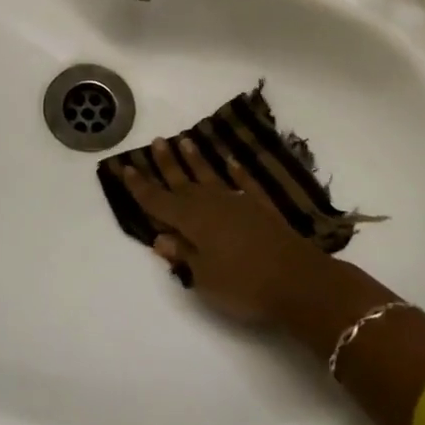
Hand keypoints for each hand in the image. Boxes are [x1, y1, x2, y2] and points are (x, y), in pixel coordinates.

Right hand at [119, 136, 330, 322]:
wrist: (299, 281)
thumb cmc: (244, 284)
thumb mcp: (204, 278)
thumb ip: (183, 255)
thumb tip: (160, 237)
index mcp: (192, 221)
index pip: (158, 201)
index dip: (140, 186)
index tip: (125, 167)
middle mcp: (211, 204)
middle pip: (182, 182)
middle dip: (166, 163)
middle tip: (155, 141)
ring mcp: (239, 202)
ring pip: (211, 176)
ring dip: (196, 160)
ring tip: (185, 140)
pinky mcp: (262, 208)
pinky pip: (245, 183)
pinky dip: (238, 172)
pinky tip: (231, 161)